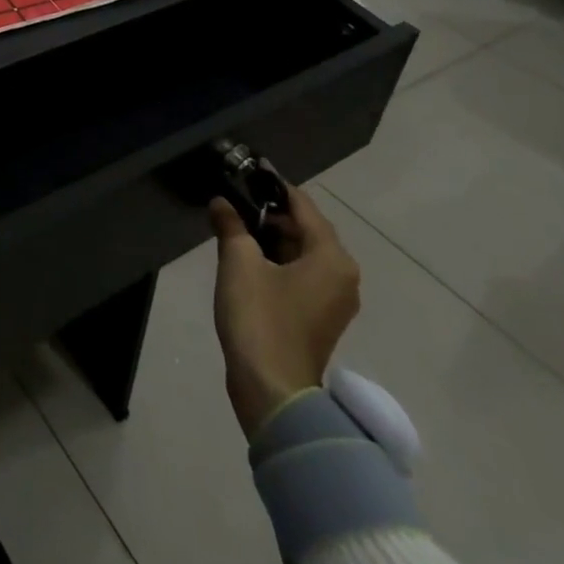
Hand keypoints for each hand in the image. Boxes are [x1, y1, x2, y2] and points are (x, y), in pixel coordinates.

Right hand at [209, 185, 360, 439]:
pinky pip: (301, 275)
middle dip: (270, 215)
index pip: (302, 205)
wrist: (273, 392)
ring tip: (234, 229)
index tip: (245, 172)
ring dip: (271, 239)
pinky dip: (278, 263)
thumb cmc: (261, 318)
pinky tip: (247, 260)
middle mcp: (342, 275)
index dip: (273, 187)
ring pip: (302, 253)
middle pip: (305, 229)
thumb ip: (231, 224)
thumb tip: (221, 201)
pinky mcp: (320, 318)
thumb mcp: (238, 261)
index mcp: (332, 257)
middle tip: (234, 203)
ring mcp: (334, 300)